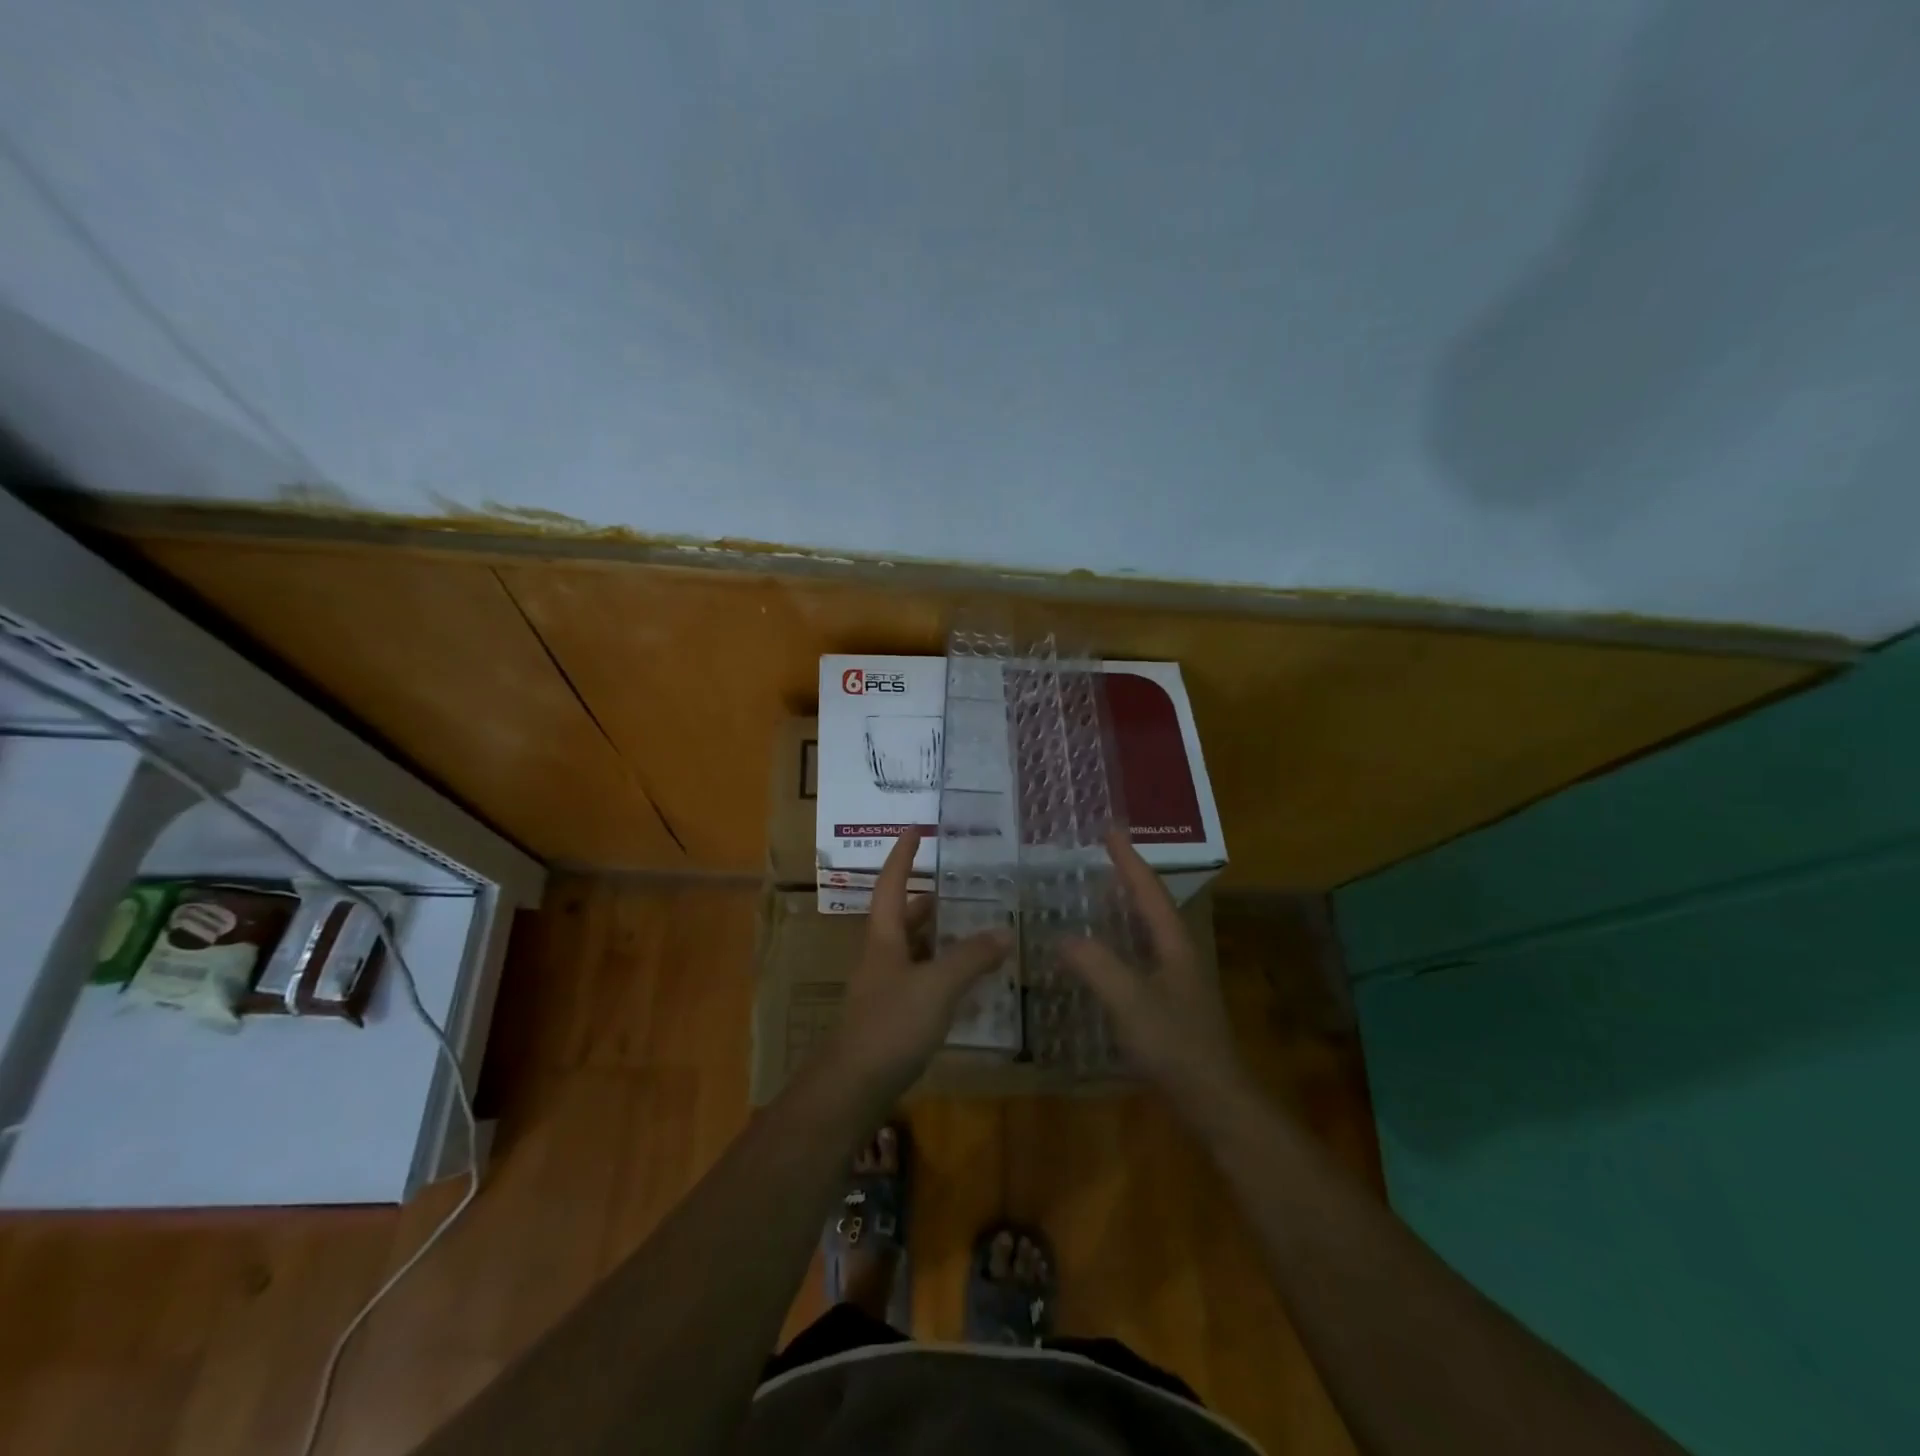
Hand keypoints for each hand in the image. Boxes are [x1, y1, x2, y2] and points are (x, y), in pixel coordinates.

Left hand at [829, 830, 1012, 1099]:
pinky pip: (919, 981)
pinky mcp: (891, 1018)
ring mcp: (883, 988)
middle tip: (960, 890)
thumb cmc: (891, 1025)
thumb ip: (971, 958)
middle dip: (927, 901)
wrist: (852, 1088)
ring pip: (912, 951)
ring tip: (972, 932)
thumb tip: (1005, 932)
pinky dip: (941, 973)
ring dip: (937, 939)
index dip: (903, 854)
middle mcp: (880, 956)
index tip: (915, 828)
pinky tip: (965, 985)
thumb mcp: (937, 986)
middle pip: (902, 918)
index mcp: (884, 938)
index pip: (891, 883)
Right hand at [1062, 832, 1247, 1106]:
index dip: (1128, 860)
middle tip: (1100, 856)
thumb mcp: (1130, 1001)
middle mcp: (1177, 954)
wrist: (1213, 1100)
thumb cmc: (1175, 1045)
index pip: (1149, 890)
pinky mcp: (1168, 1004)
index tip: (1110, 830)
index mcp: (1173, 943)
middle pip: (1151, 905)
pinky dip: (1118, 942)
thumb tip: (1063, 937)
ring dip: (1123, 908)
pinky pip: (1138, 957)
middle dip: (1127, 878)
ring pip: (1146, 931)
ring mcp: (1175, 980)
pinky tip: (1100, 954)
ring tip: (1096, 894)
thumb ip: (1096, 965)